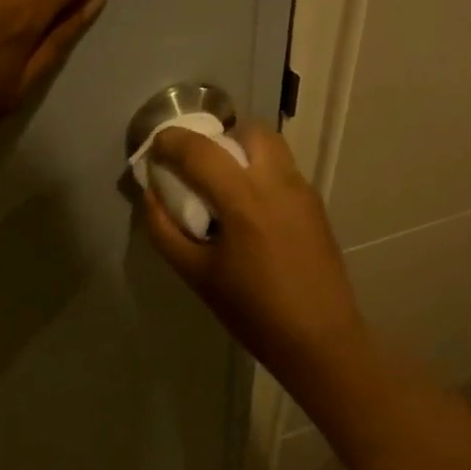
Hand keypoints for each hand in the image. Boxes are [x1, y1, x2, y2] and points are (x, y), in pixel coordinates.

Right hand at [140, 121, 369, 389]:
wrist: (319, 339)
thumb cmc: (252, 311)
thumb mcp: (196, 275)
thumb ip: (165, 230)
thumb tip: (151, 194)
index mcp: (244, 199)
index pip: (199, 149)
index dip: (170, 142)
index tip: (154, 150)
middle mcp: (278, 182)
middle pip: (248, 131)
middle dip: (217, 139)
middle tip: (197, 169)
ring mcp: (303, 192)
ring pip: (271, 148)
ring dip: (242, 154)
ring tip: (224, 192)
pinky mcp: (316, 207)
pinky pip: (284, 172)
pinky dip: (260, 175)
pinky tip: (250, 216)